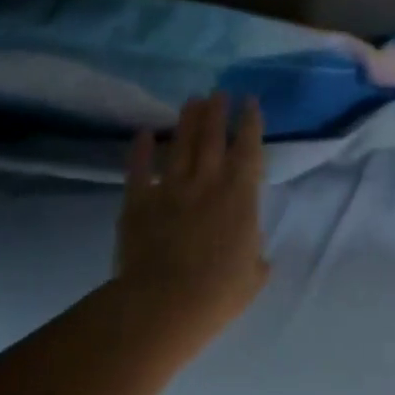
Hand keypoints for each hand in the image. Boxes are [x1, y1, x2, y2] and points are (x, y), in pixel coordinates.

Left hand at [116, 92, 269, 336]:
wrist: (166, 302)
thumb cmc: (219, 292)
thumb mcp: (253, 275)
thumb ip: (256, 255)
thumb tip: (255, 251)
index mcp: (240, 197)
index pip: (248, 150)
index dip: (251, 124)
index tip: (251, 102)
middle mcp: (207, 183)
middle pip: (213, 137)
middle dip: (218, 112)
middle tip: (219, 92)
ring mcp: (170, 188)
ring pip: (181, 145)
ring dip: (188, 121)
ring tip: (193, 100)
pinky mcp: (138, 201)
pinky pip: (139, 169)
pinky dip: (141, 150)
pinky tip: (144, 134)